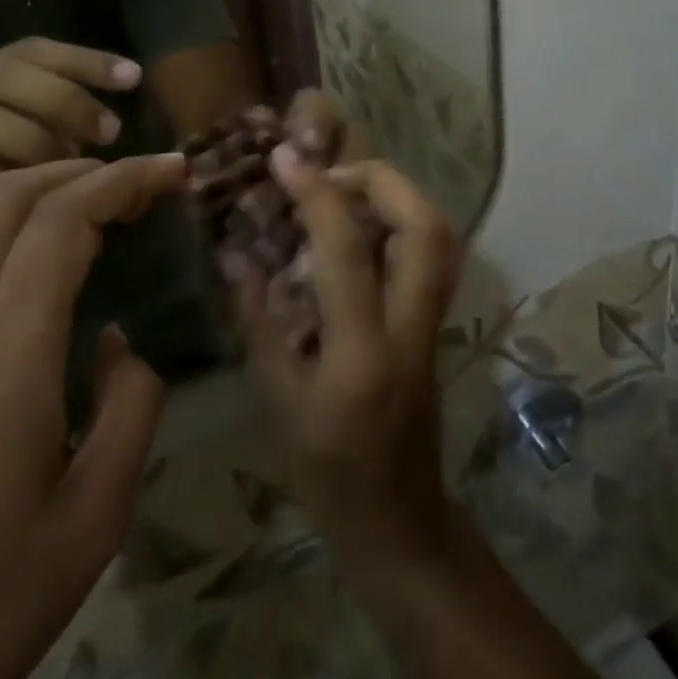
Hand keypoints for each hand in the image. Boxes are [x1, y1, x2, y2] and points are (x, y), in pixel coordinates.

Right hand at [0, 38, 142, 264]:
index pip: (38, 52)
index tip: (133, 77)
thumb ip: (72, 141)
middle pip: (13, 75)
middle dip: (69, 101)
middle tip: (110, 133)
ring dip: (30, 144)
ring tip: (66, 172)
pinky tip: (22, 199)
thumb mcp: (28, 146)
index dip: (87, 59)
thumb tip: (139, 166)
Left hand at [0, 154, 184, 678]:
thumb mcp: (91, 523)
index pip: (61, 222)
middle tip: (136, 180)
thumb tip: (121, 342)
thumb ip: (128, 411)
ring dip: (30, 188)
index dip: (123, 180)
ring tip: (87, 201)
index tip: (172, 169)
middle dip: (77, 169)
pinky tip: (27, 257)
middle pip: (3, 198)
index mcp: (2, 360)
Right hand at [235, 149, 464, 566]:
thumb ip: (258, 322)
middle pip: (425, 227)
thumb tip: (236, 254)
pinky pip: (434, 252)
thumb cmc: (327, 474)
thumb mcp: (276, 403)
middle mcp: (412, 328)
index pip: (348, 251)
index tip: (285, 159)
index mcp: (363, 354)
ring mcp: (435, 324)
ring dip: (398, 195)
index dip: (316, 195)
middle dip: (381, 179)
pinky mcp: (439, 322)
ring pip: (441, 235)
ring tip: (347, 189)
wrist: (400, 520)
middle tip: (330, 172)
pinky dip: (404, 219)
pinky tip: (365, 223)